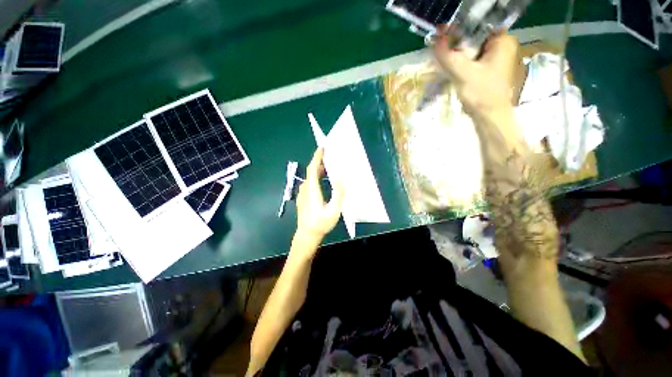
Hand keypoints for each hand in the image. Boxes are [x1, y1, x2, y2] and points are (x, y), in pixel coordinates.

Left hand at [295, 148, 343, 243]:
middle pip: (311, 171)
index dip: (317, 157)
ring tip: (329, 167)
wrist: (307, 234)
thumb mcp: (334, 210)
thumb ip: (338, 193)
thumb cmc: (321, 223)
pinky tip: (323, 180)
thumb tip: (341, 178)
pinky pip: (310, 182)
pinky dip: (316, 177)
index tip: (322, 148)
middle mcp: (305, 189)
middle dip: (320, 162)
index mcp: (312, 190)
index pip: (312, 169)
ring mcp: (302, 193)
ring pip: (310, 177)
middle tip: (330, 156)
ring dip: (319, 170)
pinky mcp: (303, 197)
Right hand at [433, 30, 519, 120]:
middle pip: (474, 37)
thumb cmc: (482, 94)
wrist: (489, 116)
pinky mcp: (487, 69)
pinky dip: (460, 60)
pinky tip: (448, 63)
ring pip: (472, 48)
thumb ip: (448, 57)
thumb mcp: (463, 74)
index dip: (458, 27)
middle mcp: (501, 46)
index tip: (441, 31)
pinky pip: (471, 59)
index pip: (478, 25)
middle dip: (455, 41)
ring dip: (456, 51)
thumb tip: (435, 41)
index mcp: (502, 41)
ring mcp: (494, 58)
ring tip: (440, 52)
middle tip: (438, 42)